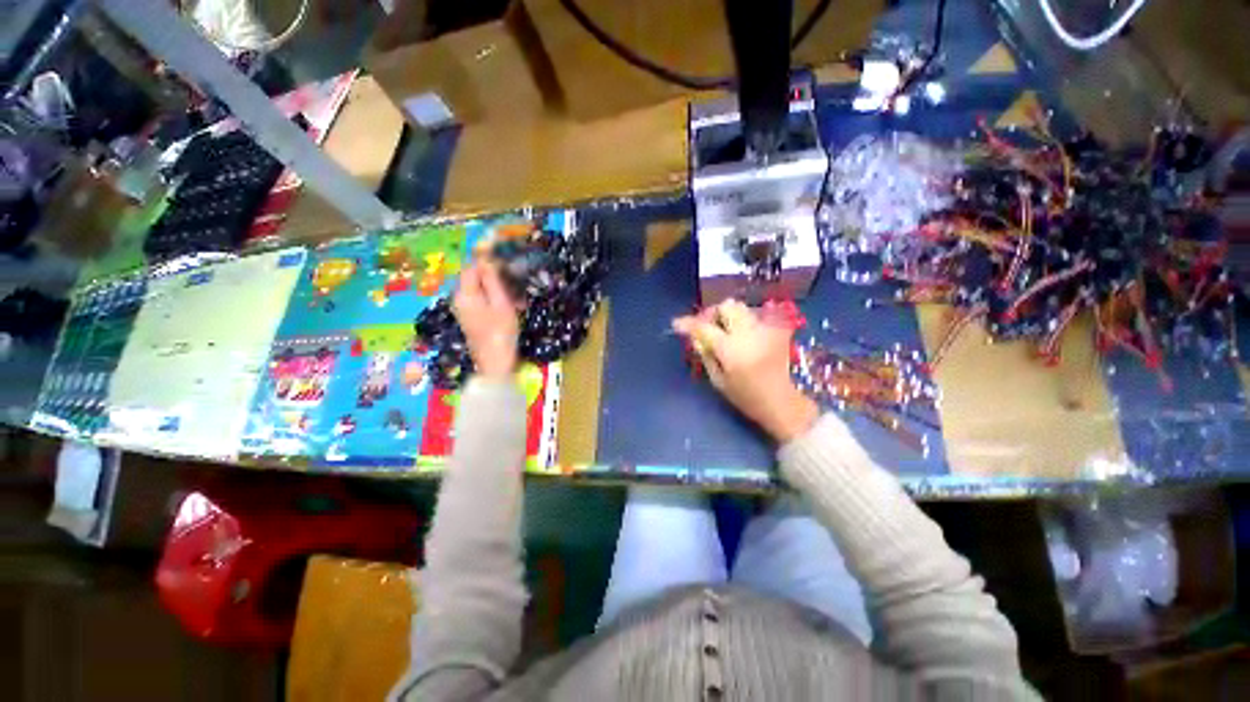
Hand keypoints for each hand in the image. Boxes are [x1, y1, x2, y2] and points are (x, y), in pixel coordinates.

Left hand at [453, 262, 518, 380]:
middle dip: (495, 277)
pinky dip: (496, 300)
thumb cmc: (501, 333)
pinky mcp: (471, 318)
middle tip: (516, 284)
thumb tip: (486, 259)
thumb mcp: (501, 303)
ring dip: (499, 289)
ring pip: (480, 289)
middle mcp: (459, 299)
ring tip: (518, 299)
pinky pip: (482, 300)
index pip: (471, 266)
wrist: (495, 363)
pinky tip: (511, 307)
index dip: (486, 259)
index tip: (505, 258)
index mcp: (464, 293)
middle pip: (475, 278)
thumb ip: (492, 280)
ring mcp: (464, 309)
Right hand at [673, 300, 818, 442]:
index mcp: (731, 349)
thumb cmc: (745, 397)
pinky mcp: (776, 331)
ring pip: (742, 308)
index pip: (704, 327)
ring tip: (723, 329)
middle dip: (712, 313)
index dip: (688, 323)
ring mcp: (765, 330)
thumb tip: (695, 337)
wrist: (781, 402)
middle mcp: (749, 333)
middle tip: (706, 326)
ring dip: (728, 315)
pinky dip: (743, 322)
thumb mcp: (718, 381)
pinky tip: (741, 335)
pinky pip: (754, 317)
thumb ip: (705, 355)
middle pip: (726, 307)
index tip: (677, 324)